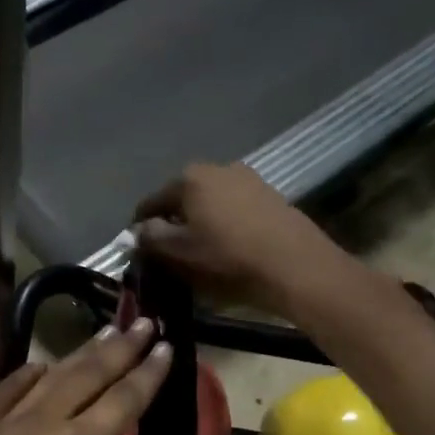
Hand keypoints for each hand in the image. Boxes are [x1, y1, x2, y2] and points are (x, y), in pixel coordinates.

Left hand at [0, 320, 172, 434]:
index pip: (123, 400)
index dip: (148, 373)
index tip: (165, 347)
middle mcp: (43, 422)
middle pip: (89, 374)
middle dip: (120, 347)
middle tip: (143, 323)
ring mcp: (5, 422)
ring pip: (50, 375)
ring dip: (80, 353)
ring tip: (106, 332)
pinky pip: (6, 390)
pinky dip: (27, 374)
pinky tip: (41, 365)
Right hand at [133, 162, 340, 312]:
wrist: (296, 266)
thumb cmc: (227, 259)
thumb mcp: (178, 252)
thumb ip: (150, 237)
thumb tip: (139, 230)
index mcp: (189, 178)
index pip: (150, 203)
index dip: (140, 228)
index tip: (141, 251)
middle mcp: (217, 168)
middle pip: (182, 198)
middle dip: (173, 222)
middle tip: (171, 253)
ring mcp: (248, 178)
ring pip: (210, 202)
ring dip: (201, 222)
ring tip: (202, 251)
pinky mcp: (270, 195)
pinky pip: (235, 208)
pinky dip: (226, 223)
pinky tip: (230, 246)